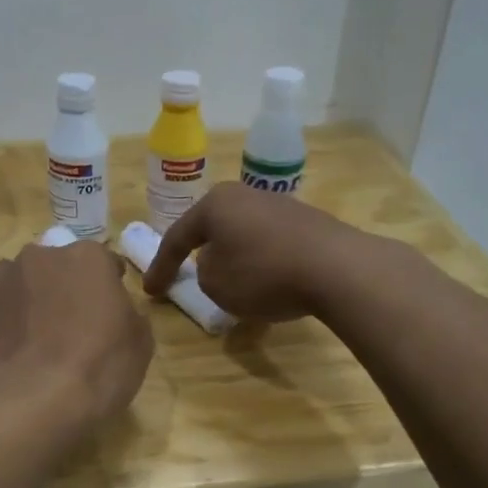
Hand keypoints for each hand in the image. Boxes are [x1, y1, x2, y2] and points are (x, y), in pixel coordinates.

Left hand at [0, 239, 152, 429]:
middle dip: (62, 286)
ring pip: (15, 279)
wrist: (32, 400)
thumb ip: (130, 317)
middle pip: (56, 266)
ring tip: (31, 331)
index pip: (105, 262)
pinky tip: (0, 340)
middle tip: (71, 323)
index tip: (112, 311)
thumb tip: (120, 313)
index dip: (109, 286)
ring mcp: (1, 282)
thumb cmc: (98, 367)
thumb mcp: (140, 345)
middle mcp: (41, 257)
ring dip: (23, 296)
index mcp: (87, 258)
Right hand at [143, 182, 368, 322]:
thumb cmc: (263, 274)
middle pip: (212, 227)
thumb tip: (218, 261)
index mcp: (215, 204)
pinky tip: (265, 283)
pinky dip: (259, 263)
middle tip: (184, 273)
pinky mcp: (307, 222)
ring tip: (228, 284)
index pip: (177, 237)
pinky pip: (269, 244)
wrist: (336, 268)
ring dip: (231, 258)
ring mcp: (279, 205)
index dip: (160, 268)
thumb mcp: (215, 283)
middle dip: (197, 252)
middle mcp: (245, 195)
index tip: (151, 292)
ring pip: (242, 235)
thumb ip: (203, 271)